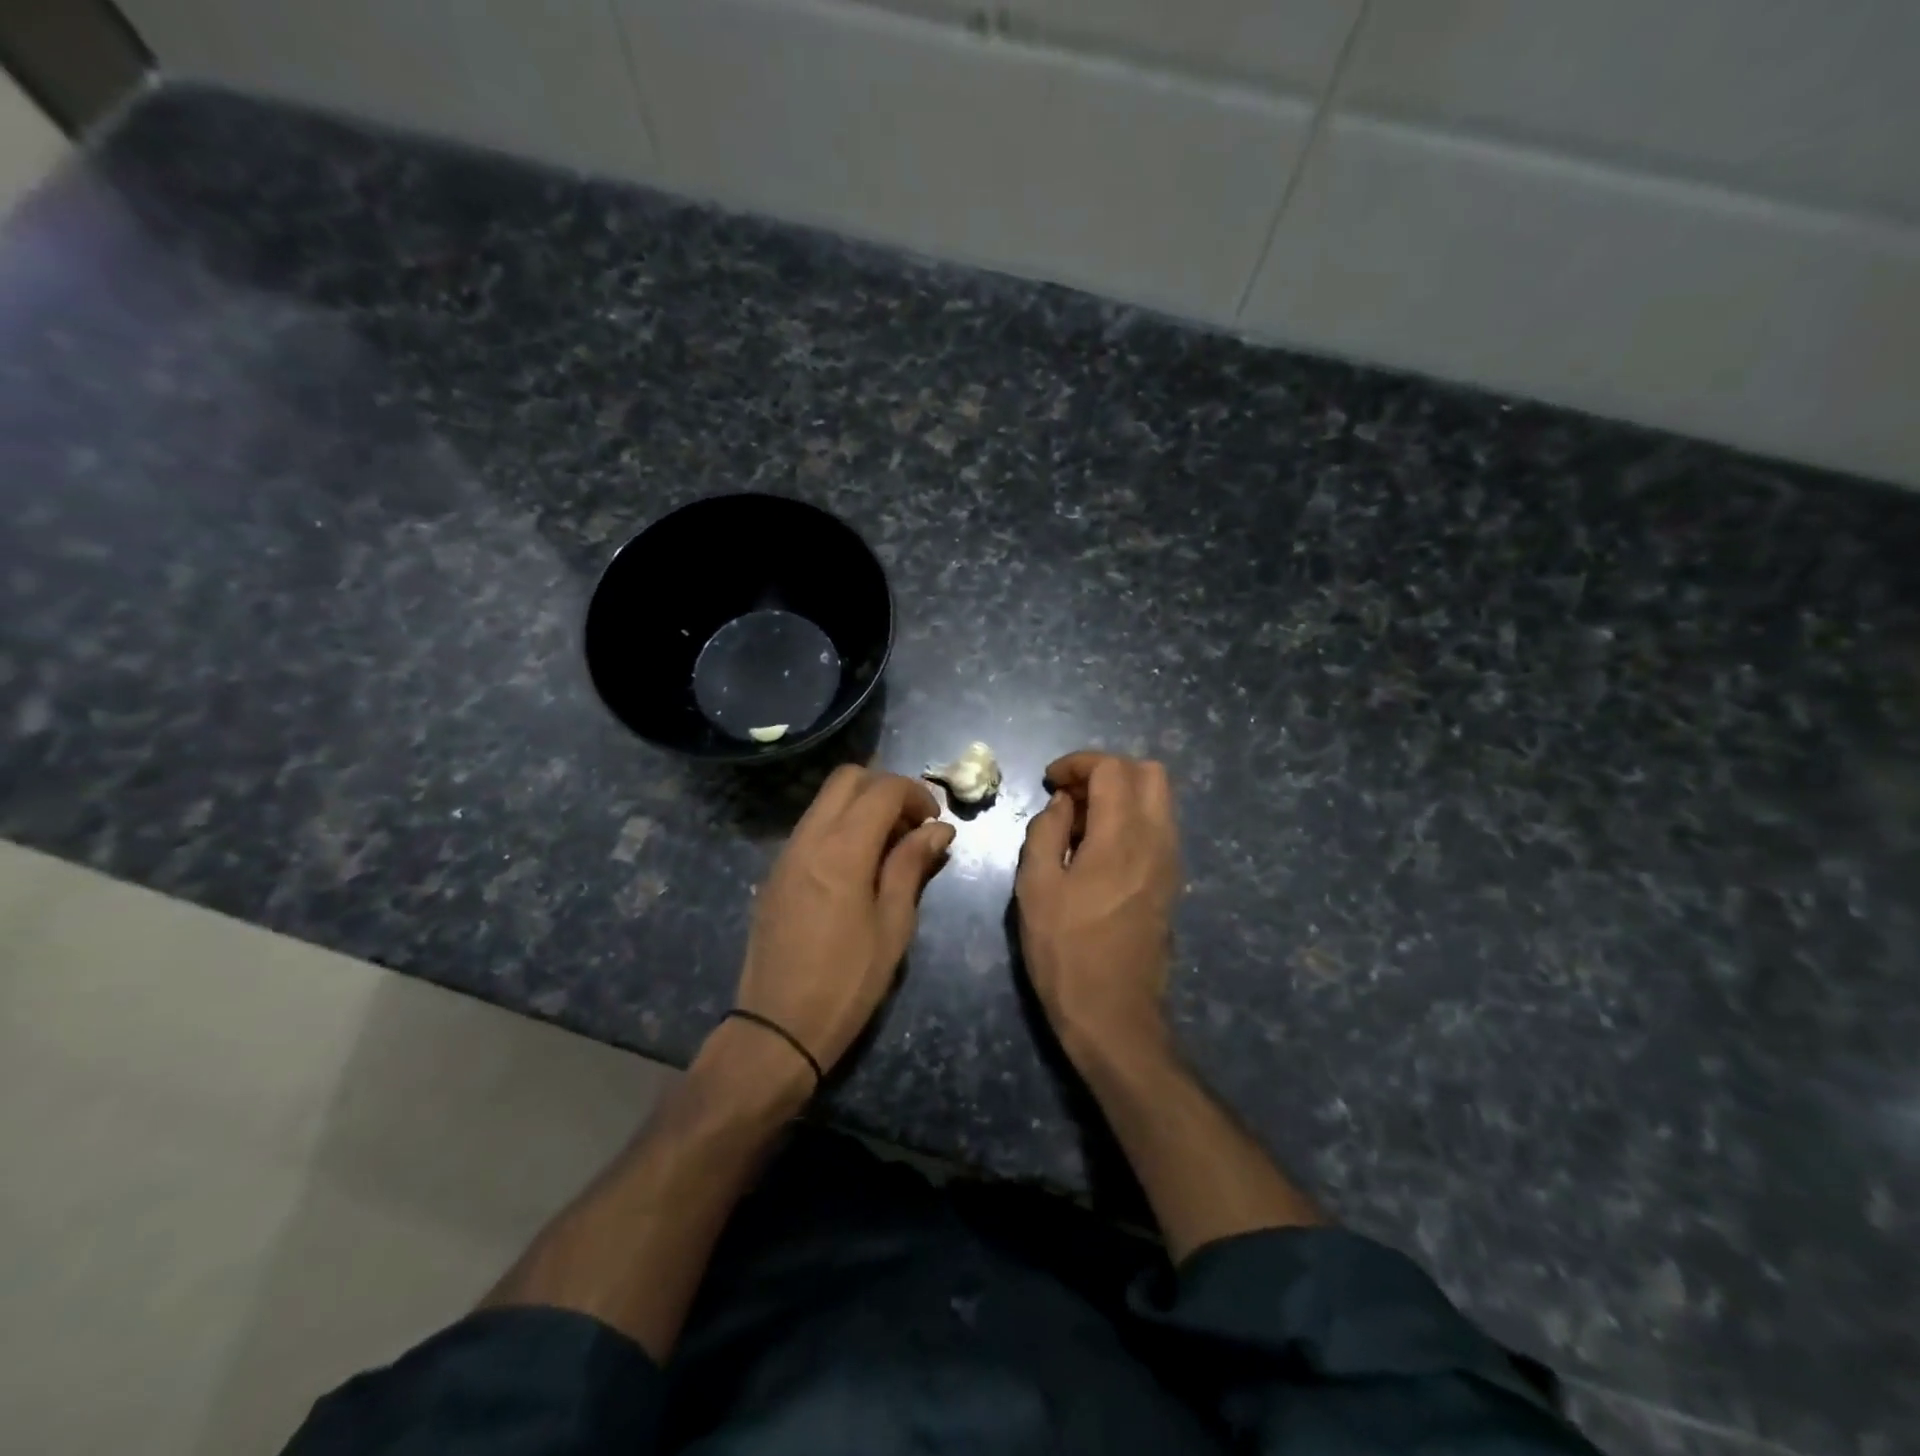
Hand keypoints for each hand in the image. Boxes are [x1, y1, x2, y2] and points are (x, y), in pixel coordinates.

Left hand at [733, 766, 954, 1076]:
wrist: (776, 1028)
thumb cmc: (847, 982)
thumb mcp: (892, 926)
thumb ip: (911, 866)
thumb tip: (938, 829)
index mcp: (842, 850)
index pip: (882, 789)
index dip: (916, 794)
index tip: (935, 822)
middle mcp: (808, 838)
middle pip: (847, 778)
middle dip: (885, 788)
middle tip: (911, 825)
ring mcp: (786, 853)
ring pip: (825, 800)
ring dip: (861, 805)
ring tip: (889, 846)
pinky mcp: (775, 872)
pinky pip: (811, 826)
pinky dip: (839, 825)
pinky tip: (858, 865)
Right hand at [1016, 752, 1180, 1065]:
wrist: (1113, 1014)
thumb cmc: (1065, 951)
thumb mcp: (1035, 887)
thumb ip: (1046, 831)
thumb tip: (1062, 803)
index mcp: (1122, 836)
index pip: (1112, 768)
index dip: (1078, 763)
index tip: (1050, 781)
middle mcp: (1157, 840)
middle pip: (1149, 773)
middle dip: (1107, 771)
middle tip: (1070, 796)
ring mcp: (1170, 862)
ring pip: (1159, 800)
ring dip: (1120, 795)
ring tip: (1079, 824)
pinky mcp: (1171, 883)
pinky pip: (1158, 828)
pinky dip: (1131, 819)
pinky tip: (1097, 850)